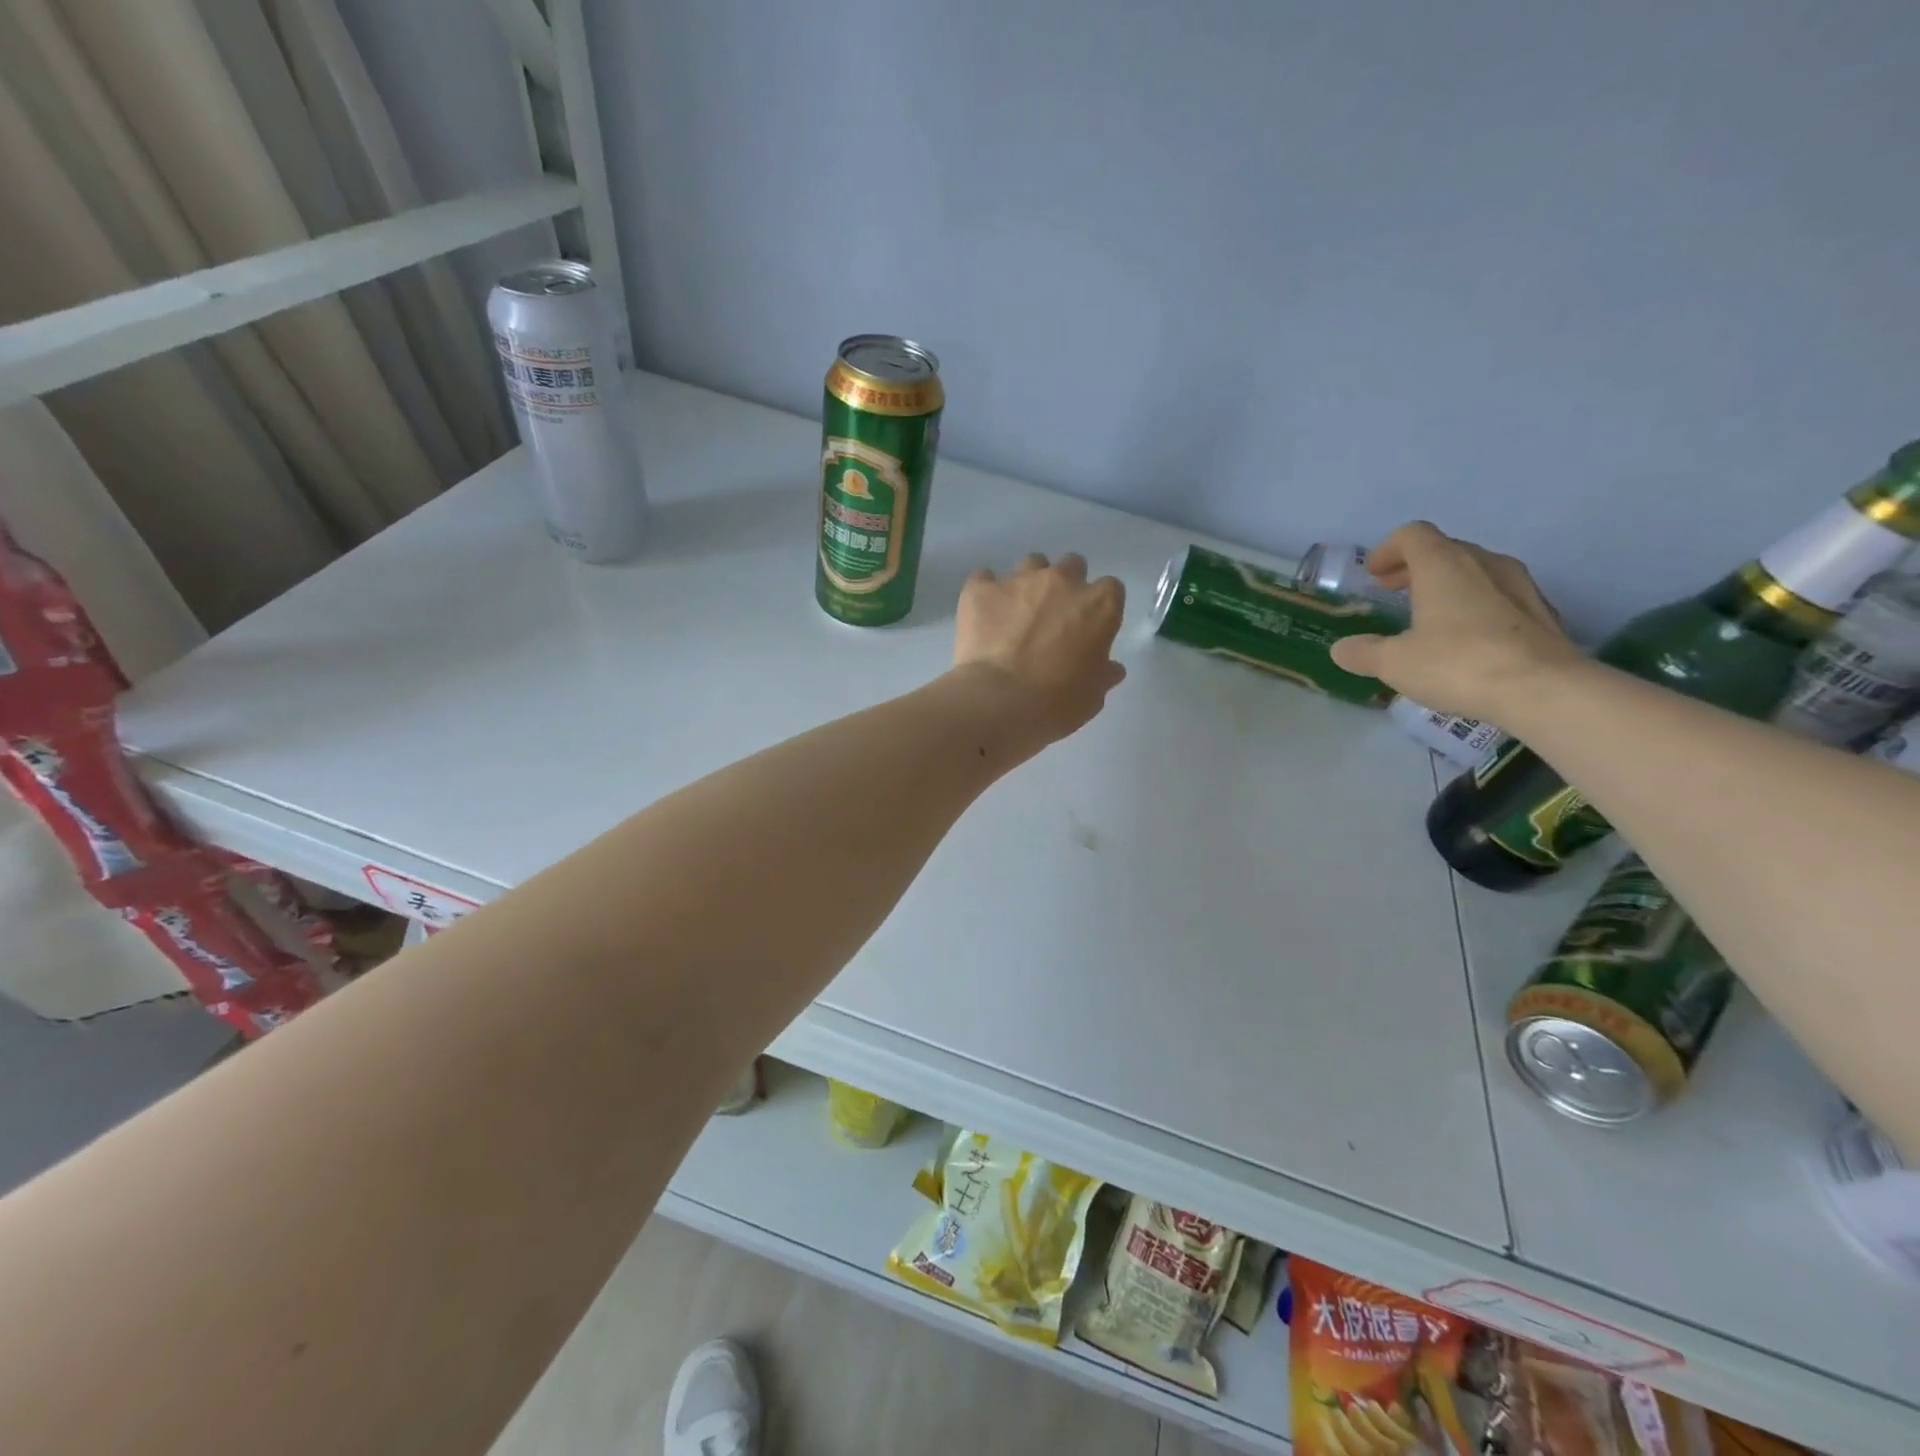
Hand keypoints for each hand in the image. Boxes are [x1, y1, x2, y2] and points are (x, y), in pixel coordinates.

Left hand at [953, 552, 1126, 744]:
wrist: (998, 702)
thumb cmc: (1056, 703)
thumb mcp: (1092, 696)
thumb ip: (1103, 674)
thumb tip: (1110, 668)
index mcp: (1099, 605)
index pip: (1110, 590)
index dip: (1098, 608)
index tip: (1089, 628)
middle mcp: (1062, 581)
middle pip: (1071, 567)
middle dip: (1066, 586)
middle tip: (1053, 618)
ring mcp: (1019, 580)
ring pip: (1031, 565)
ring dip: (1029, 584)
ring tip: (1017, 614)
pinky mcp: (980, 589)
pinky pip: (984, 579)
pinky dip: (986, 594)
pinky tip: (983, 616)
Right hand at [1328, 522, 1579, 720]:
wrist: (1544, 690)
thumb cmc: (1458, 664)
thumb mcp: (1394, 663)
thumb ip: (1364, 652)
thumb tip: (1342, 649)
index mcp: (1443, 565)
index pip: (1413, 535)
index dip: (1388, 550)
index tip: (1373, 574)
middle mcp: (1483, 563)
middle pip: (1445, 549)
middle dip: (1415, 567)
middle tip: (1394, 591)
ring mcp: (1519, 585)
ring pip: (1475, 571)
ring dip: (1448, 584)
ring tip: (1430, 614)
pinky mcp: (1541, 612)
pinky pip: (1499, 596)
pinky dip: (1476, 605)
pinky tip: (1467, 638)